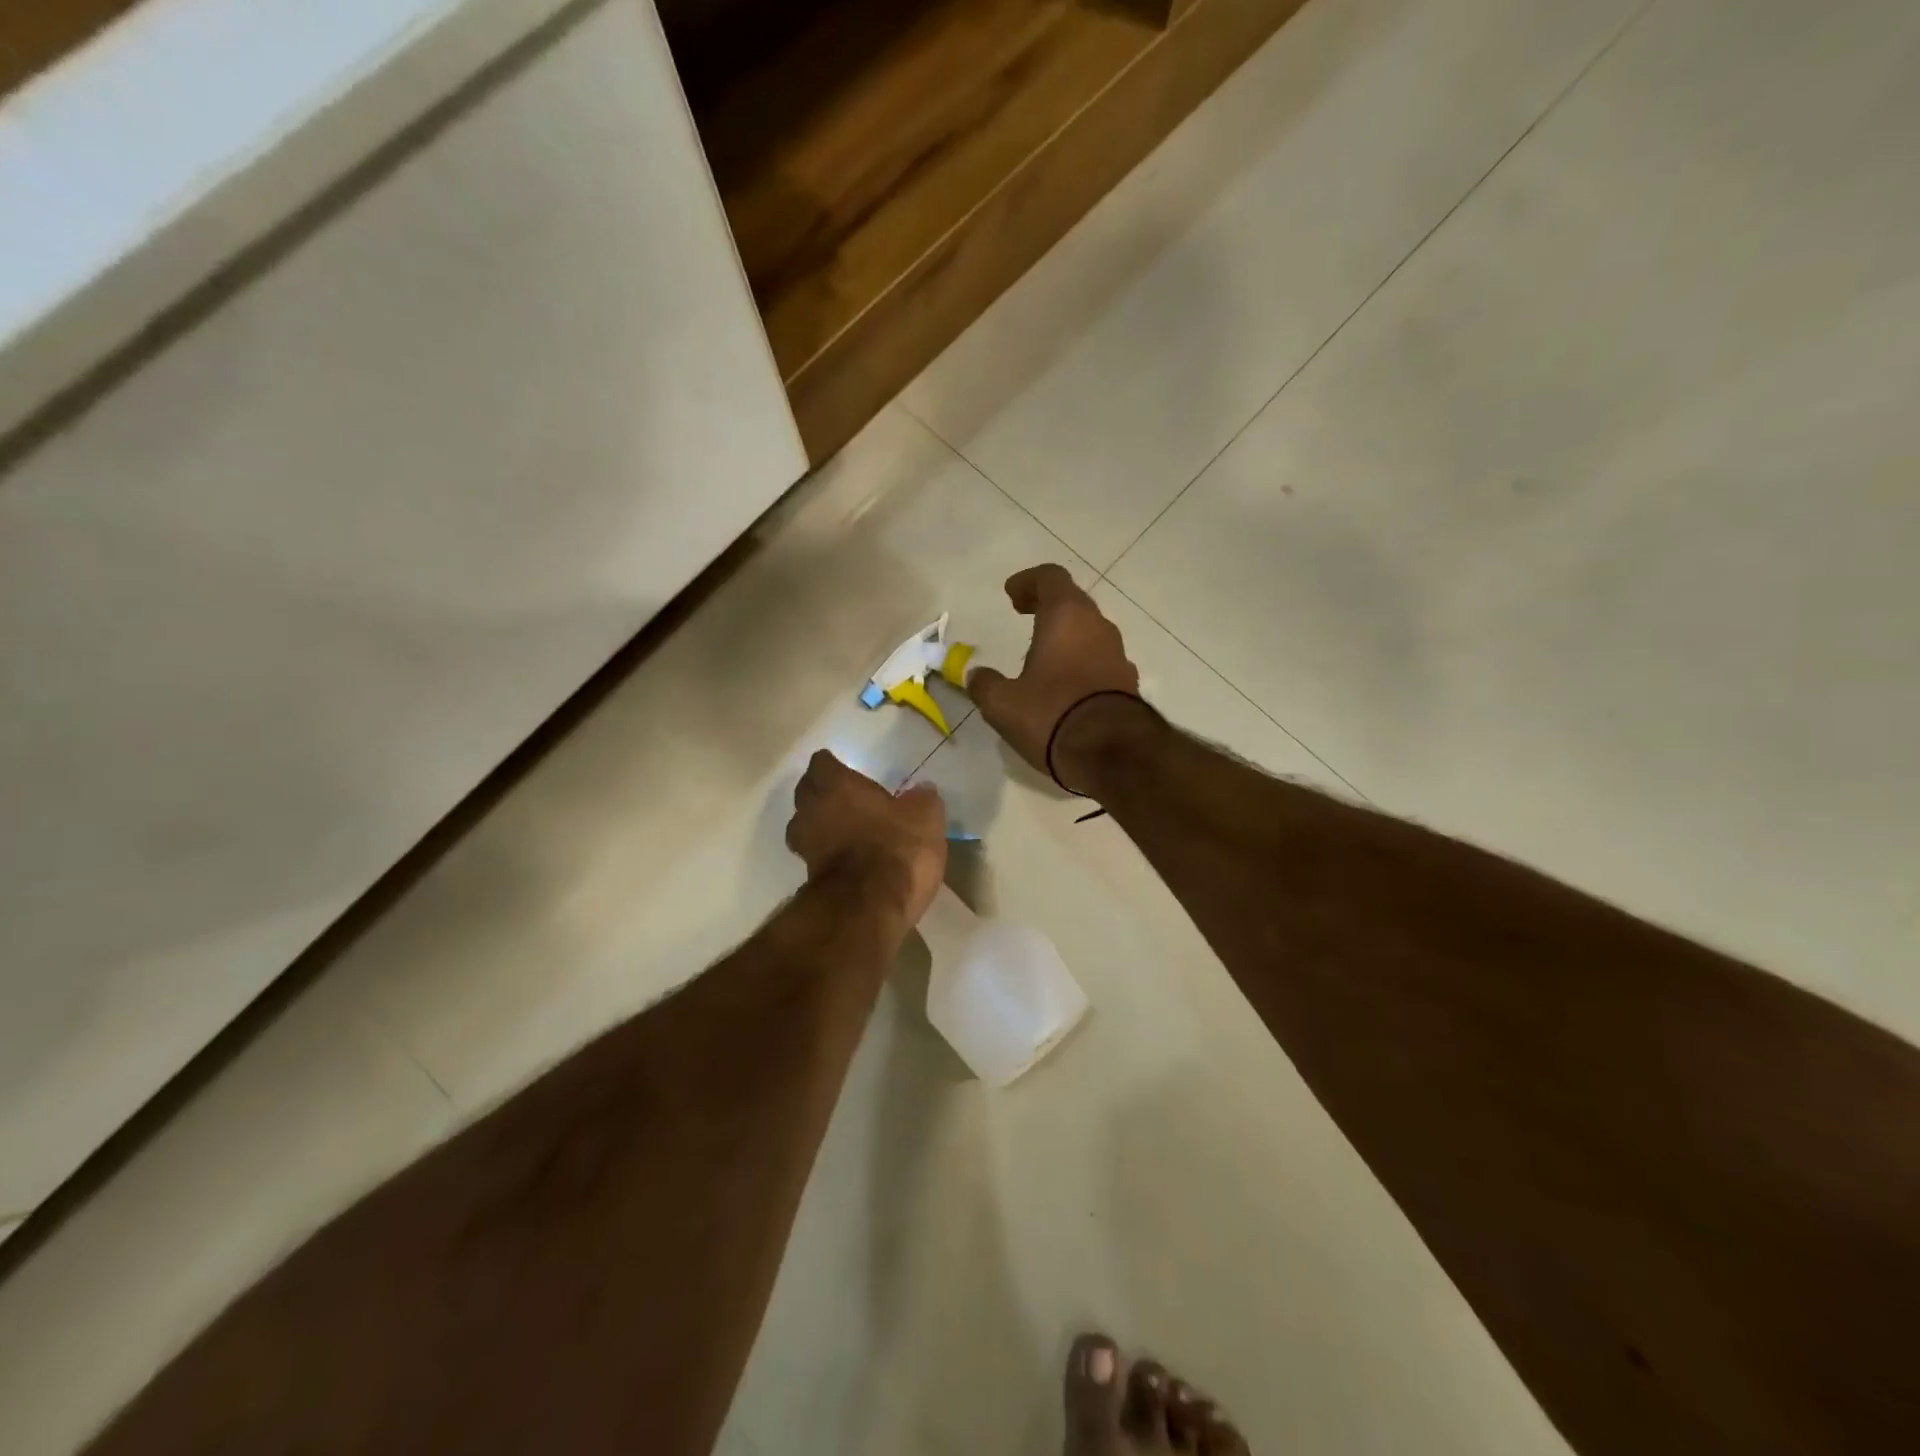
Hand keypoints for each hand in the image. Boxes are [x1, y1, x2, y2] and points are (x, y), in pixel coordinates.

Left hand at [786, 751, 946, 928]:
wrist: (868, 909)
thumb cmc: (896, 848)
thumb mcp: (925, 818)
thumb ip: (922, 800)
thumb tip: (922, 791)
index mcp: (837, 786)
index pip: (821, 763)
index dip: (834, 767)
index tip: (848, 772)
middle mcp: (813, 810)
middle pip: (806, 792)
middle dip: (822, 794)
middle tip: (846, 799)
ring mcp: (806, 847)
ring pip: (804, 825)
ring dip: (819, 826)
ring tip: (843, 831)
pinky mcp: (809, 878)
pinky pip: (815, 856)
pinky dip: (826, 855)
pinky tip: (847, 861)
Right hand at [967, 565, 1140, 781]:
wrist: (1113, 754)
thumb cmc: (1052, 715)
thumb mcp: (1003, 704)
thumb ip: (985, 685)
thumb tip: (976, 676)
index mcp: (1066, 617)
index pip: (1051, 577)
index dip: (1028, 581)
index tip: (1011, 596)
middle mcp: (1098, 627)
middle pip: (1073, 602)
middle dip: (1047, 605)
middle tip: (1024, 614)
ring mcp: (1118, 655)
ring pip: (1090, 631)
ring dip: (1067, 635)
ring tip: (1042, 654)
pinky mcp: (1128, 683)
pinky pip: (1100, 660)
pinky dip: (1081, 661)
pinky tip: (1065, 685)